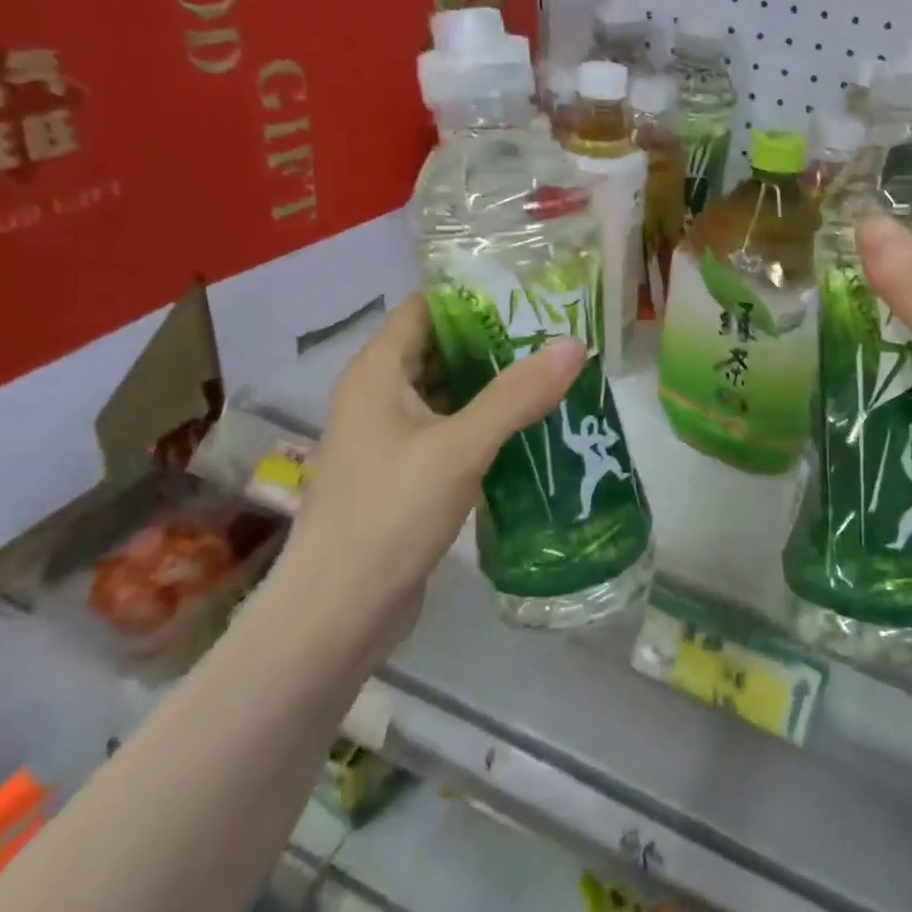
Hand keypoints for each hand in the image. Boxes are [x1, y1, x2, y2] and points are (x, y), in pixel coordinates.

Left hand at [283, 294, 585, 625]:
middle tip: (556, 337)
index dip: (475, 297)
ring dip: (493, 385)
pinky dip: (484, 423)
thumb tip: (575, 343)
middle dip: (495, 342)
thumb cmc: (390, 514)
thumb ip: (518, 394)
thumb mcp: (461, 447)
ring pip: (447, 393)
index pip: (426, 308)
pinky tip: (528, 429)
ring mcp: (388, 438)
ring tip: (553, 377)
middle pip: (440, 348)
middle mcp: (378, 396)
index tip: (531, 297)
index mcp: (378, 372)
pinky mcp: (402, 475)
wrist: (337, 614)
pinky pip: (448, 431)